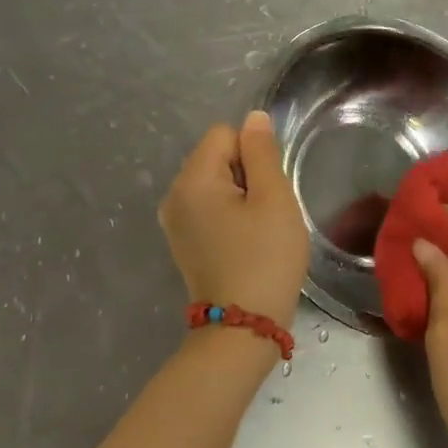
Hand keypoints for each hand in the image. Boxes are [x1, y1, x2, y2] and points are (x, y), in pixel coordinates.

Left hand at [159, 110, 308, 328]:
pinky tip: (246, 242)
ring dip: (241, 196)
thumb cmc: (264, 258)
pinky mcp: (184, 242)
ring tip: (258, 229)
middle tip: (265, 212)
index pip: (225, 134)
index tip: (266, 189)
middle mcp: (174, 196)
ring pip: (216, 183)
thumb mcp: (273, 198)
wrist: (242, 328)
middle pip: (217, 156)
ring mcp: (175, 222)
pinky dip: (231, 216)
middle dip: (247, 174)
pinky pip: (210, 207)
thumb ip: (262, 152)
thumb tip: (253, 118)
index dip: (253, 153)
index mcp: (192, 180)